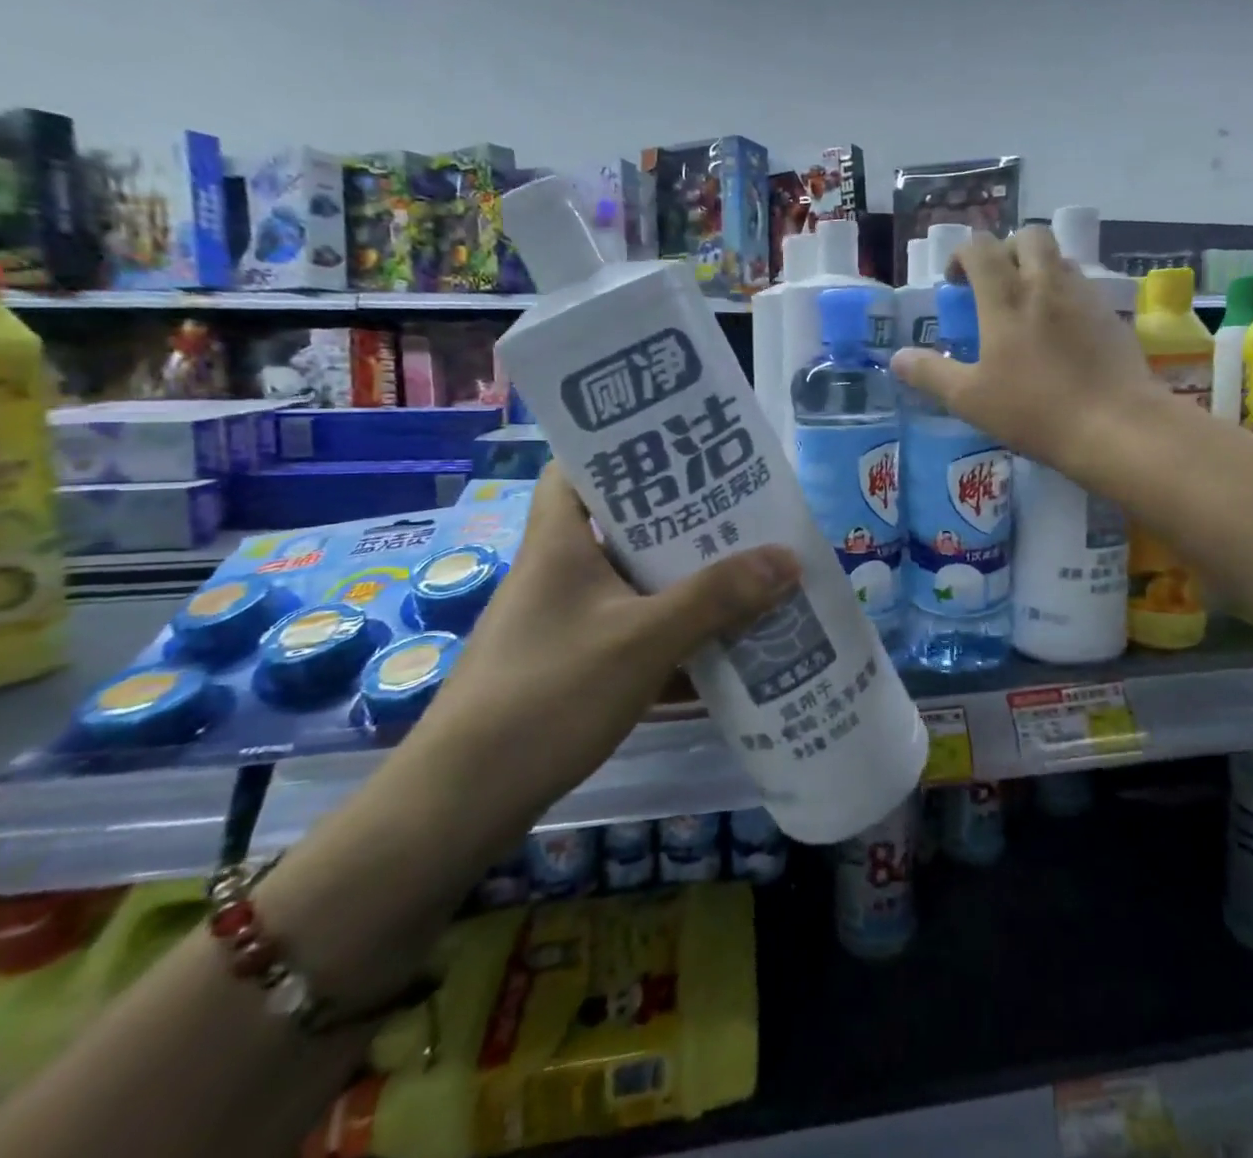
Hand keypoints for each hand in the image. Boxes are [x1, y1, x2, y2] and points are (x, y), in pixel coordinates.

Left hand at [412, 466, 800, 826]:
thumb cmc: (547, 696)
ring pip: (635, 581)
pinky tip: (722, 644)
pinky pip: (635, 630)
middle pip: (624, 524)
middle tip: (744, 509)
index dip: (628, 448)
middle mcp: (560, 570)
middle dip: (684, 520)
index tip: (687, 447)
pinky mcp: (573, 664)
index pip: (582, 465)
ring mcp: (565, 620)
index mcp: (560, 541)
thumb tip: (789, 558)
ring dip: (686, 580)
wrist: (462, 805)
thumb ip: (716, 598)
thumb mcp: (642, 641)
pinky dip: (674, 633)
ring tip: (749, 568)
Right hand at [891, 226, 1162, 472]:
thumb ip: (930, 374)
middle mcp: (1046, 284)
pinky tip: (1062, 333)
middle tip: (995, 283)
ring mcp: (1084, 297)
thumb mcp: (969, 399)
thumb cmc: (1034, 411)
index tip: (955, 283)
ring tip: (1028, 306)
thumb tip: (896, 358)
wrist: (1115, 425)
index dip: (962, 255)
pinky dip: (1065, 294)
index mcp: (1006, 298)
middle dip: (1006, 249)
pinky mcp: (1112, 315)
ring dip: (1038, 268)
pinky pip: (1084, 287)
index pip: (980, 247)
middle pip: (1028, 236)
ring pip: (1060, 259)